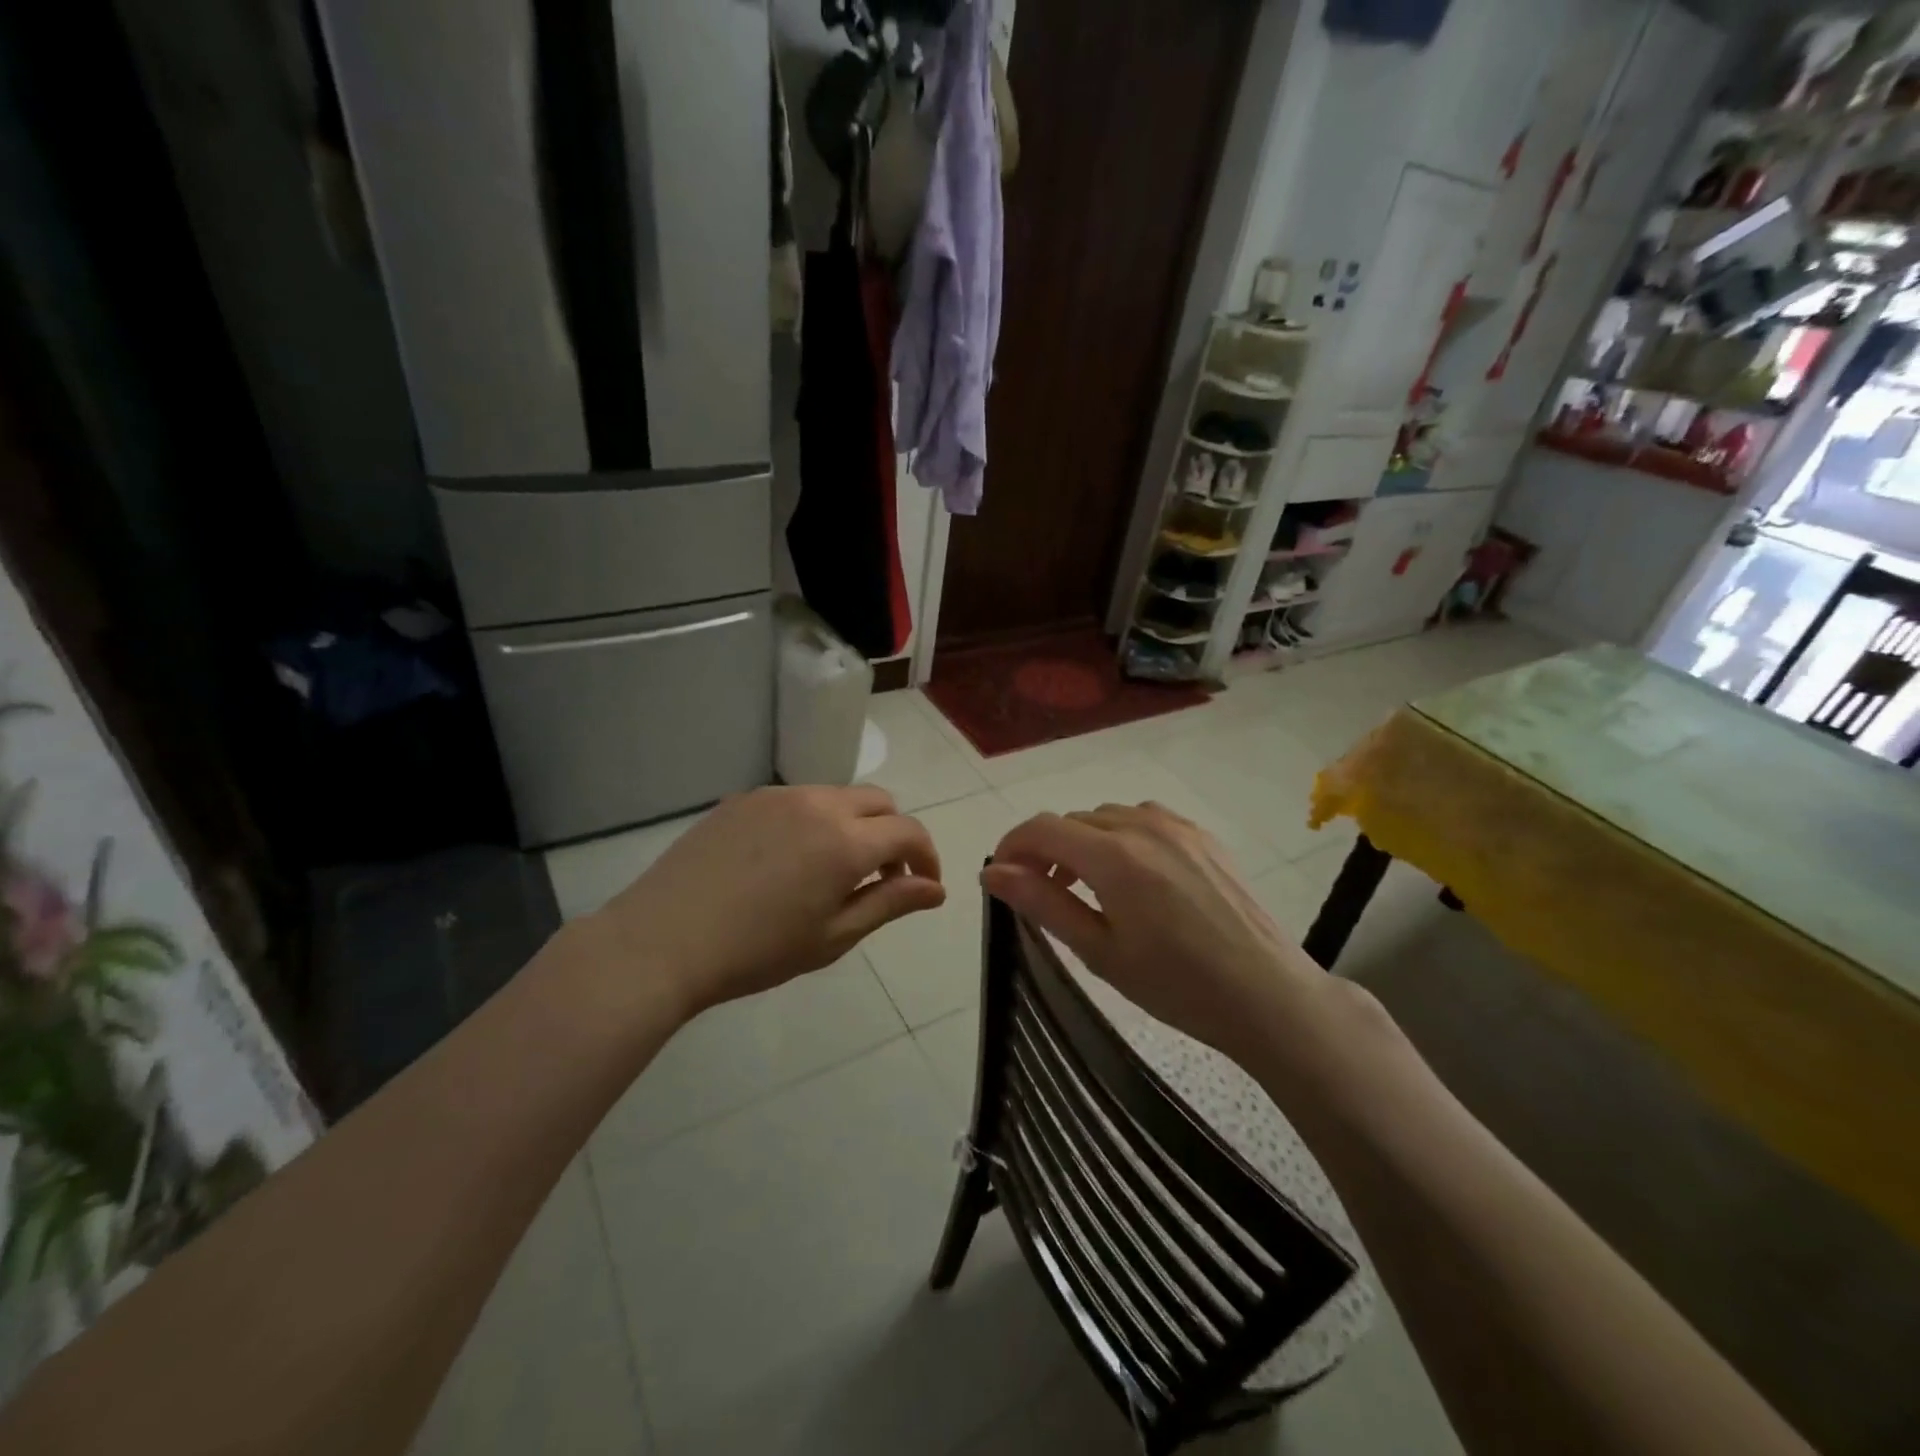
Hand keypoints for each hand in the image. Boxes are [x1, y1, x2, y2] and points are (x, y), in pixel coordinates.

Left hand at [587, 786, 945, 1018]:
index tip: (923, 885)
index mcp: (846, 842)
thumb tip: (935, 889)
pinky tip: (786, 860)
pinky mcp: (744, 798)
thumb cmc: (756, 952)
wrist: (662, 941)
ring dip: (853, 825)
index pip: (909, 832)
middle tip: (879, 878)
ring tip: (830, 871)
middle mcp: (818, 804)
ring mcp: (777, 795)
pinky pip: (797, 799)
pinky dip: (813, 820)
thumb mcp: (833, 937)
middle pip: (879, 802)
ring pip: (837, 796)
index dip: (927, 857)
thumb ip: (890, 904)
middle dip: (893, 835)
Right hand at [982, 803, 1327, 1058]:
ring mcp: (1177, 826)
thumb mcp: (1099, 951)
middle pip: (1072, 821)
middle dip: (1046, 850)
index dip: (1012, 845)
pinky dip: (1120, 837)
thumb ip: (1042, 904)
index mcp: (1114, 857)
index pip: (1042, 829)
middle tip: (1042, 894)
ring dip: (1083, 842)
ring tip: (1086, 887)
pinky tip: (1131, 875)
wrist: (1266, 995)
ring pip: (1107, 817)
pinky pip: (1144, 819)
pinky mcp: (1202, 835)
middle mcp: (1143, 826)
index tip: (1000, 875)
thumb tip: (992, 873)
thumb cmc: (1176, 985)